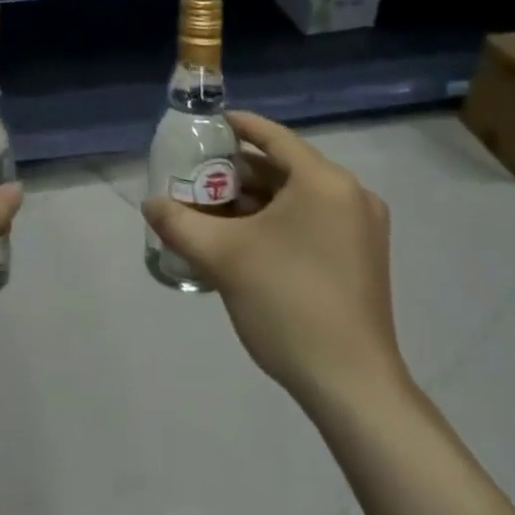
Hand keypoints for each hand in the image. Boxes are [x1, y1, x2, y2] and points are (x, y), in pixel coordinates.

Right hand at [142, 111, 405, 410]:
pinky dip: (278, 221)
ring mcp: (362, 228)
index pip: (273, 137)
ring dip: (255, 200)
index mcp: (324, 181)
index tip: (205, 126)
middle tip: (198, 179)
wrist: (352, 388)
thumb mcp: (222, 257)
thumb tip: (150, 204)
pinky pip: (313, 220)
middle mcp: (350, 194)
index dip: (237, 127)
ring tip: (213, 211)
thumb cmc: (287, 304)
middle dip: (238, 173)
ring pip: (297, 197)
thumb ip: (179, 222)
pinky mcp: (363, 258)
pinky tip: (245, 240)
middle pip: (283, 168)